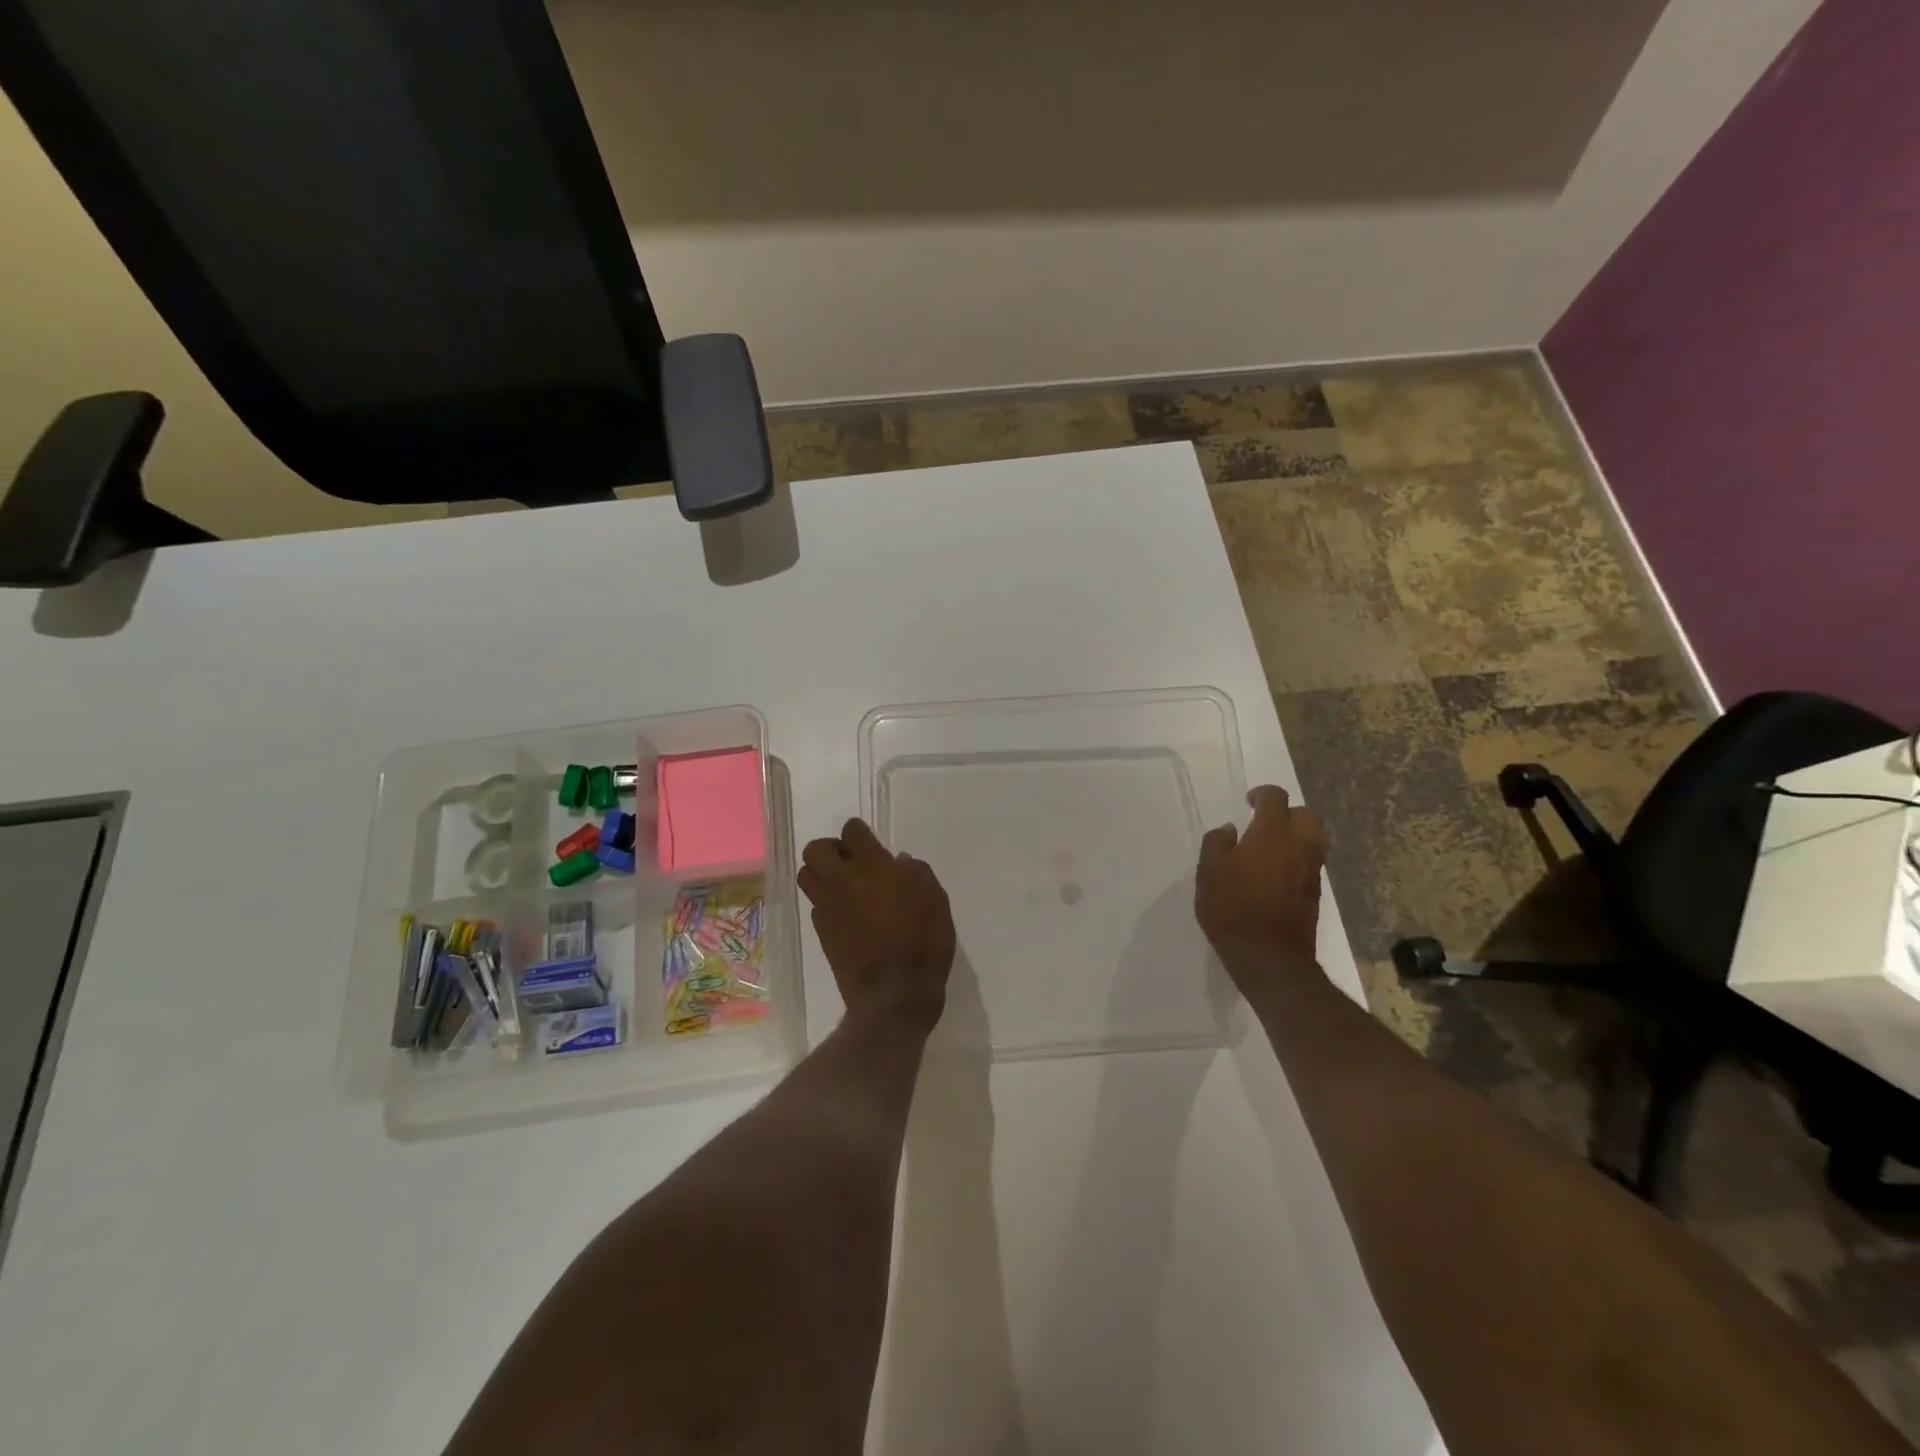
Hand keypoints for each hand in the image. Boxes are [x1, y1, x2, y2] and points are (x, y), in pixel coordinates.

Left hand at [799, 818, 954, 1030]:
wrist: (895, 993)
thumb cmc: (923, 940)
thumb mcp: (935, 898)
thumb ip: (915, 872)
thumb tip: (898, 862)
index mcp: (871, 865)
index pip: (852, 831)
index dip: (860, 834)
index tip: (872, 845)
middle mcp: (841, 880)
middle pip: (816, 849)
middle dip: (832, 849)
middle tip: (852, 862)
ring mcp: (827, 907)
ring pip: (807, 875)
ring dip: (822, 873)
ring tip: (845, 886)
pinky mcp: (821, 932)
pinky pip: (815, 905)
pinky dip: (826, 902)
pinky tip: (847, 914)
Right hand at [1195, 785, 1328, 998]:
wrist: (1269, 958)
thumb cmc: (1233, 909)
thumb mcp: (1208, 872)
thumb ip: (1217, 843)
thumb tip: (1229, 830)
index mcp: (1272, 833)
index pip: (1275, 798)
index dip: (1261, 794)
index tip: (1248, 803)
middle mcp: (1299, 846)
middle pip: (1307, 814)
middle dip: (1287, 812)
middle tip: (1264, 823)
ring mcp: (1312, 870)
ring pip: (1314, 838)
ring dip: (1296, 835)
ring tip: (1270, 848)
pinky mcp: (1315, 893)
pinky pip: (1311, 862)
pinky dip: (1297, 858)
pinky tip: (1275, 873)